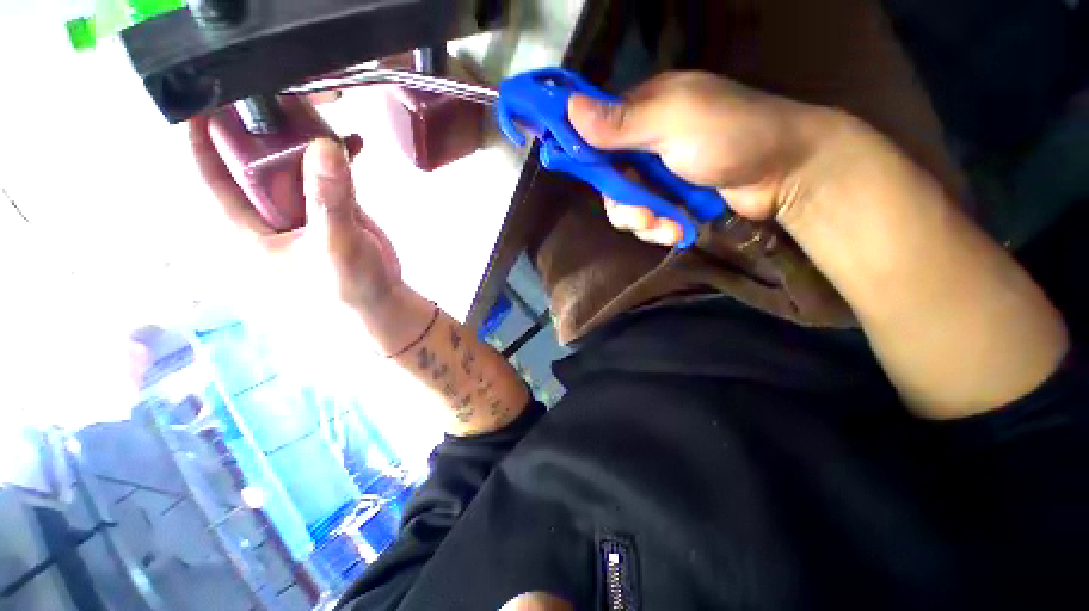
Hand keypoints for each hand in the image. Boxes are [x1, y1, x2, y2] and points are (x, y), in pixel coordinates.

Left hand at [188, 116, 410, 333]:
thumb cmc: (348, 288)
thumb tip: (325, 145)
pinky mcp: (334, 209)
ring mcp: (304, 210)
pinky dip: (340, 158)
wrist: (382, 302)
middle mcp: (271, 214)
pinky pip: (329, 175)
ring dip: (307, 138)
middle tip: (279, 90)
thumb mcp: (334, 246)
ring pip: (296, 165)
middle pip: (256, 161)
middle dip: (265, 127)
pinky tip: (352, 142)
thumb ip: (329, 200)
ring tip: (320, 107)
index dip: (203, 142)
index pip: (215, 181)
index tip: (204, 101)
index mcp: (250, 229)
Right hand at [568, 72, 831, 245]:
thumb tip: (570, 109)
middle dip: (624, 204)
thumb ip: (623, 122)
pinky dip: (658, 229)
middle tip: (644, 216)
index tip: (578, 170)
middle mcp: (643, 143)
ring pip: (624, 205)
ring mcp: (656, 175)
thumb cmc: (734, 135)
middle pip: (607, 180)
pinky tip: (678, 231)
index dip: (581, 151)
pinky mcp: (668, 200)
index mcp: (642, 111)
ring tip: (668, 227)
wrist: (784, 174)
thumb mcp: (676, 121)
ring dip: (643, 221)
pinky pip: (645, 220)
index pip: (594, 130)